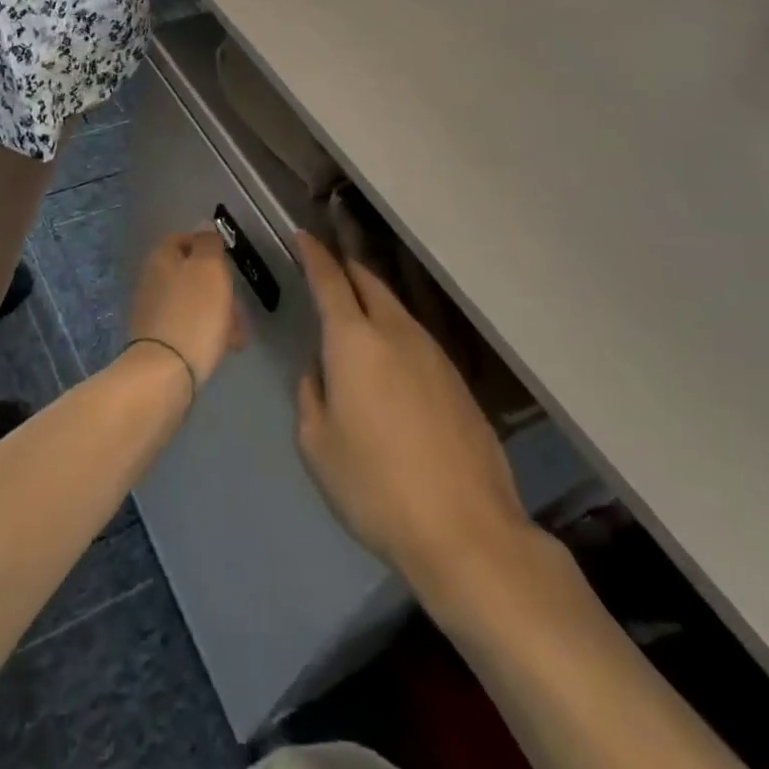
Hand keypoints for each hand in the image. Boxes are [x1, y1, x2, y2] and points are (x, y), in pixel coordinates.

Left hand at [124, 229, 243, 386]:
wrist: (165, 371)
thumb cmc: (194, 313)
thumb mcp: (209, 269)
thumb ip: (208, 244)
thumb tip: (203, 227)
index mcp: (161, 257)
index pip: (181, 238)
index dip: (205, 245)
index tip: (228, 260)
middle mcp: (151, 279)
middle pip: (188, 272)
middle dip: (216, 286)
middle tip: (238, 303)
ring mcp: (152, 310)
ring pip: (191, 301)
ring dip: (216, 311)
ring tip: (238, 333)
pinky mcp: (157, 339)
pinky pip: (187, 326)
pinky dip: (206, 331)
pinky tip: (224, 346)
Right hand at [293, 232, 530, 587]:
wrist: (467, 532)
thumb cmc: (376, 487)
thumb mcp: (317, 444)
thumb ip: (311, 394)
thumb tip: (320, 369)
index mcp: (354, 340)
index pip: (329, 279)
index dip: (313, 254)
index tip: (301, 236)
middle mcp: (396, 333)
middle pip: (369, 282)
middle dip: (345, 268)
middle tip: (326, 267)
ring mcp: (433, 354)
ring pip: (396, 309)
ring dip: (371, 300)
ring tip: (354, 313)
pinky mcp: (458, 380)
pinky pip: (416, 339)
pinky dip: (394, 332)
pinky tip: (390, 362)